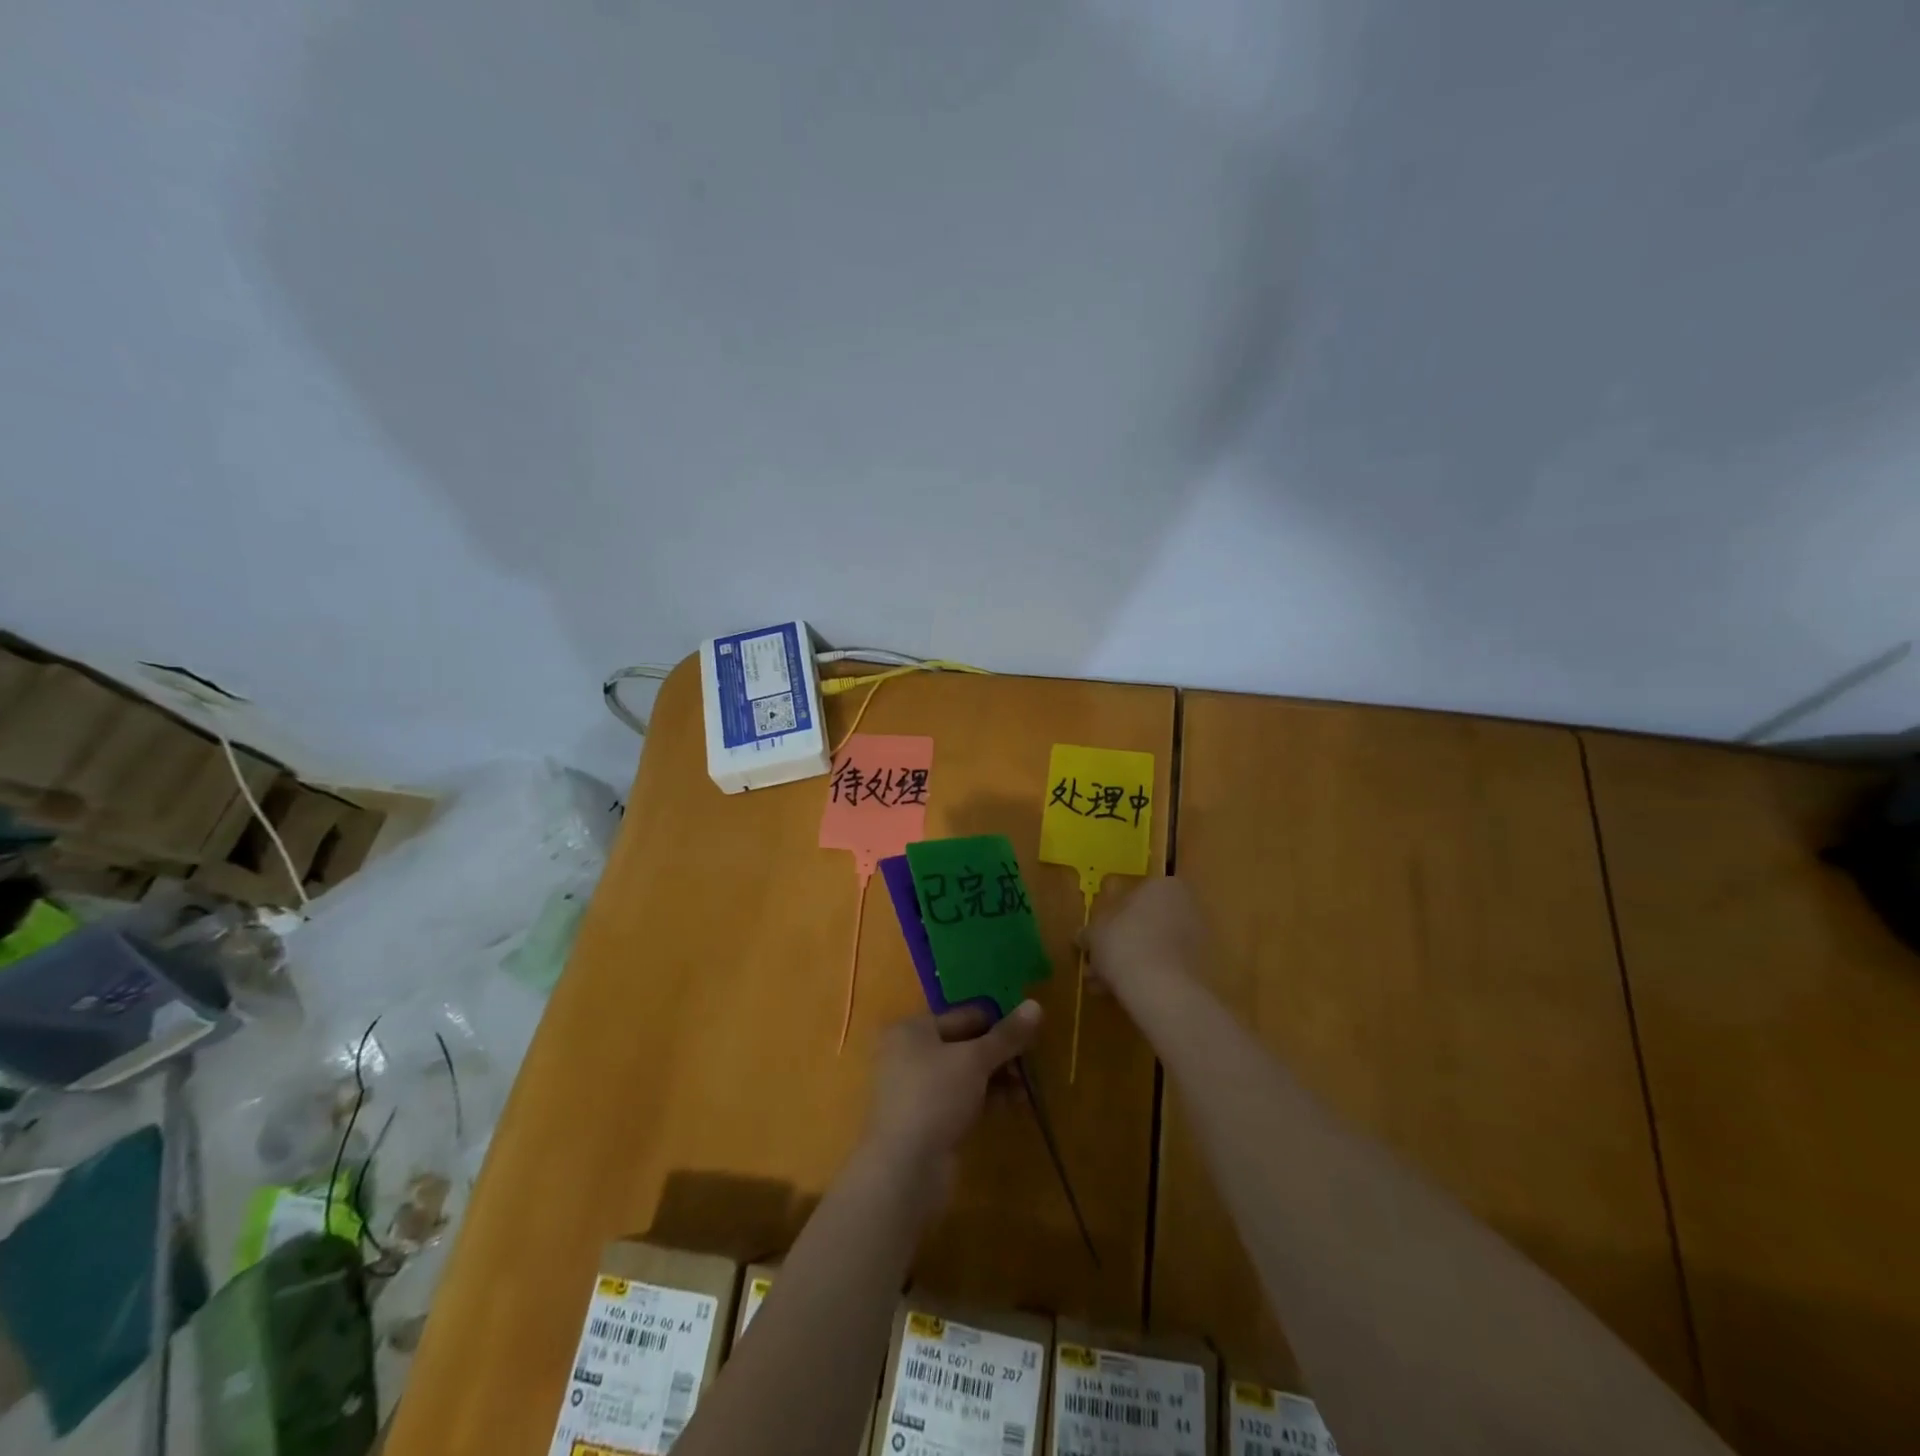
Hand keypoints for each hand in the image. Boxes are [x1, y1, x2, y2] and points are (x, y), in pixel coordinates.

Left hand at [864, 1001, 1042, 1201]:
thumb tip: (1036, 1005)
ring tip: (1026, 1089)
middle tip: (1030, 1065)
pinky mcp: (927, 1118)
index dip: (999, 1022)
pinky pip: (962, 1097)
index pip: (965, 1015)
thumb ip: (1007, 1035)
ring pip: (965, 1073)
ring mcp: (917, 1088)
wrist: (905, 1169)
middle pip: (965, 1043)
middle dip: (1000, 1054)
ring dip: (997, 1077)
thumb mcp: (975, 1060)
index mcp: (914, 1029)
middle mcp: (910, 1052)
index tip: (1031, 1035)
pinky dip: (985, 1097)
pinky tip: (1013, 1104)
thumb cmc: (936, 1097)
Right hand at [1084, 877, 1208, 1001]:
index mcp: (1163, 886)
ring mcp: (1197, 938)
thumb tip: (1083, 936)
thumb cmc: (1124, 943)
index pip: (1134, 895)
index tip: (1097, 935)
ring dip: (1130, 962)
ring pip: (1154, 946)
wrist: (1161, 989)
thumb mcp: (1094, 932)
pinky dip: (1146, 976)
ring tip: (1104, 986)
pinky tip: (1122, 993)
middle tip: (1097, 963)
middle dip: (1120, 943)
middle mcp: (1186, 906)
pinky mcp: (1200, 968)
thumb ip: (1090, 931)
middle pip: (1146, 922)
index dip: (1111, 916)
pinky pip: (1166, 966)